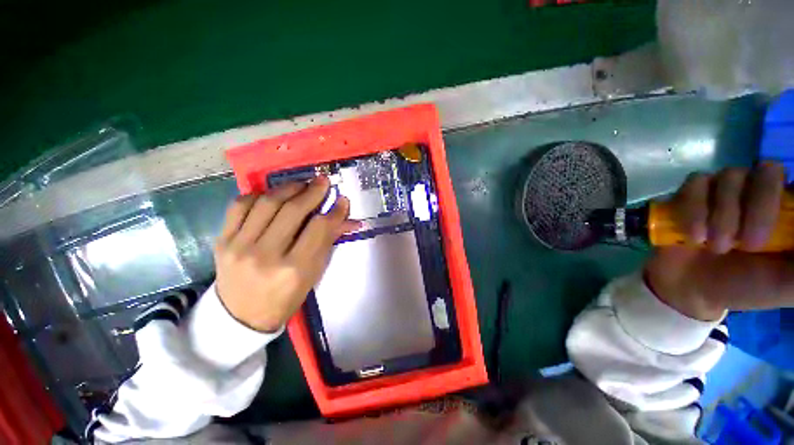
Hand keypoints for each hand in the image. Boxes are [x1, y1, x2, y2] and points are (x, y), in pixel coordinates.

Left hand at [213, 177, 358, 331]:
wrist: (241, 316)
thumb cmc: (286, 298)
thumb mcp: (314, 273)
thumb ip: (328, 241)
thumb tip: (347, 218)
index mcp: (295, 269)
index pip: (319, 229)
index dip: (335, 211)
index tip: (342, 200)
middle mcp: (266, 255)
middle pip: (293, 210)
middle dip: (313, 192)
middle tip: (323, 182)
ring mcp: (239, 246)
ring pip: (268, 203)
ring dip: (288, 188)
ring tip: (302, 184)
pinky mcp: (222, 240)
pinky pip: (240, 205)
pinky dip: (259, 194)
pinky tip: (273, 194)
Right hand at [645, 162, 793, 320]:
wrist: (692, 288)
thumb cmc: (745, 287)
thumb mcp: (786, 285)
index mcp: (786, 208)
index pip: (793, 185)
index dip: (782, 199)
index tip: (773, 238)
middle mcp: (759, 190)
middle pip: (767, 171)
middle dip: (758, 209)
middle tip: (749, 246)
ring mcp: (723, 188)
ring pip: (730, 177)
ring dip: (723, 216)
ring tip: (716, 248)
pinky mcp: (691, 193)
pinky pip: (694, 184)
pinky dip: (694, 211)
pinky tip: (694, 237)